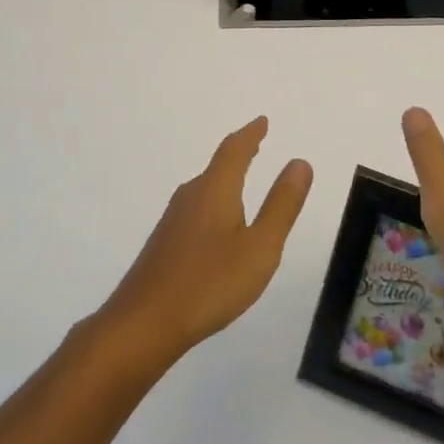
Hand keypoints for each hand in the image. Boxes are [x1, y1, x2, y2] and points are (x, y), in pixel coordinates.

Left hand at [99, 118, 313, 365]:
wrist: (144, 322)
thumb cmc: (210, 283)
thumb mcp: (260, 247)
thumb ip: (281, 206)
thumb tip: (299, 162)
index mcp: (215, 190)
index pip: (234, 150)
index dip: (250, 134)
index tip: (261, 121)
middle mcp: (191, 196)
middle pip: (217, 166)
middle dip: (238, 153)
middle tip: (255, 144)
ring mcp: (173, 220)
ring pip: (205, 188)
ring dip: (224, 178)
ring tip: (240, 179)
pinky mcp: (164, 243)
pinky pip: (195, 208)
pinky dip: (213, 200)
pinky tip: (216, 224)